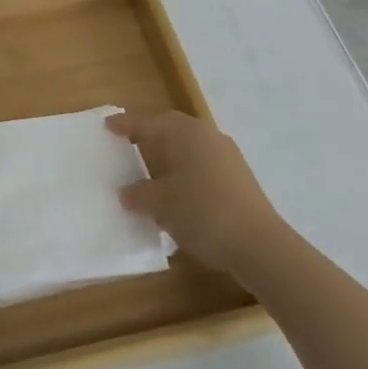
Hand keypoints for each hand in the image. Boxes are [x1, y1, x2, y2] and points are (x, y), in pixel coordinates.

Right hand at [108, 111, 283, 276]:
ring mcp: (227, 157)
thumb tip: (126, 192)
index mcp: (186, 133)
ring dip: (169, 158)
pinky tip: (178, 196)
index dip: (126, 125)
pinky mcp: (239, 179)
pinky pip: (203, 166)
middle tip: (128, 144)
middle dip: (150, 137)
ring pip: (190, 149)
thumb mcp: (161, 204)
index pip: (149, 123)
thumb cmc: (203, 212)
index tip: (107, 126)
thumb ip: (139, 194)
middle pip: (172, 130)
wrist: (260, 245)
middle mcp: (207, 136)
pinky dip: (186, 174)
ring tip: (150, 173)